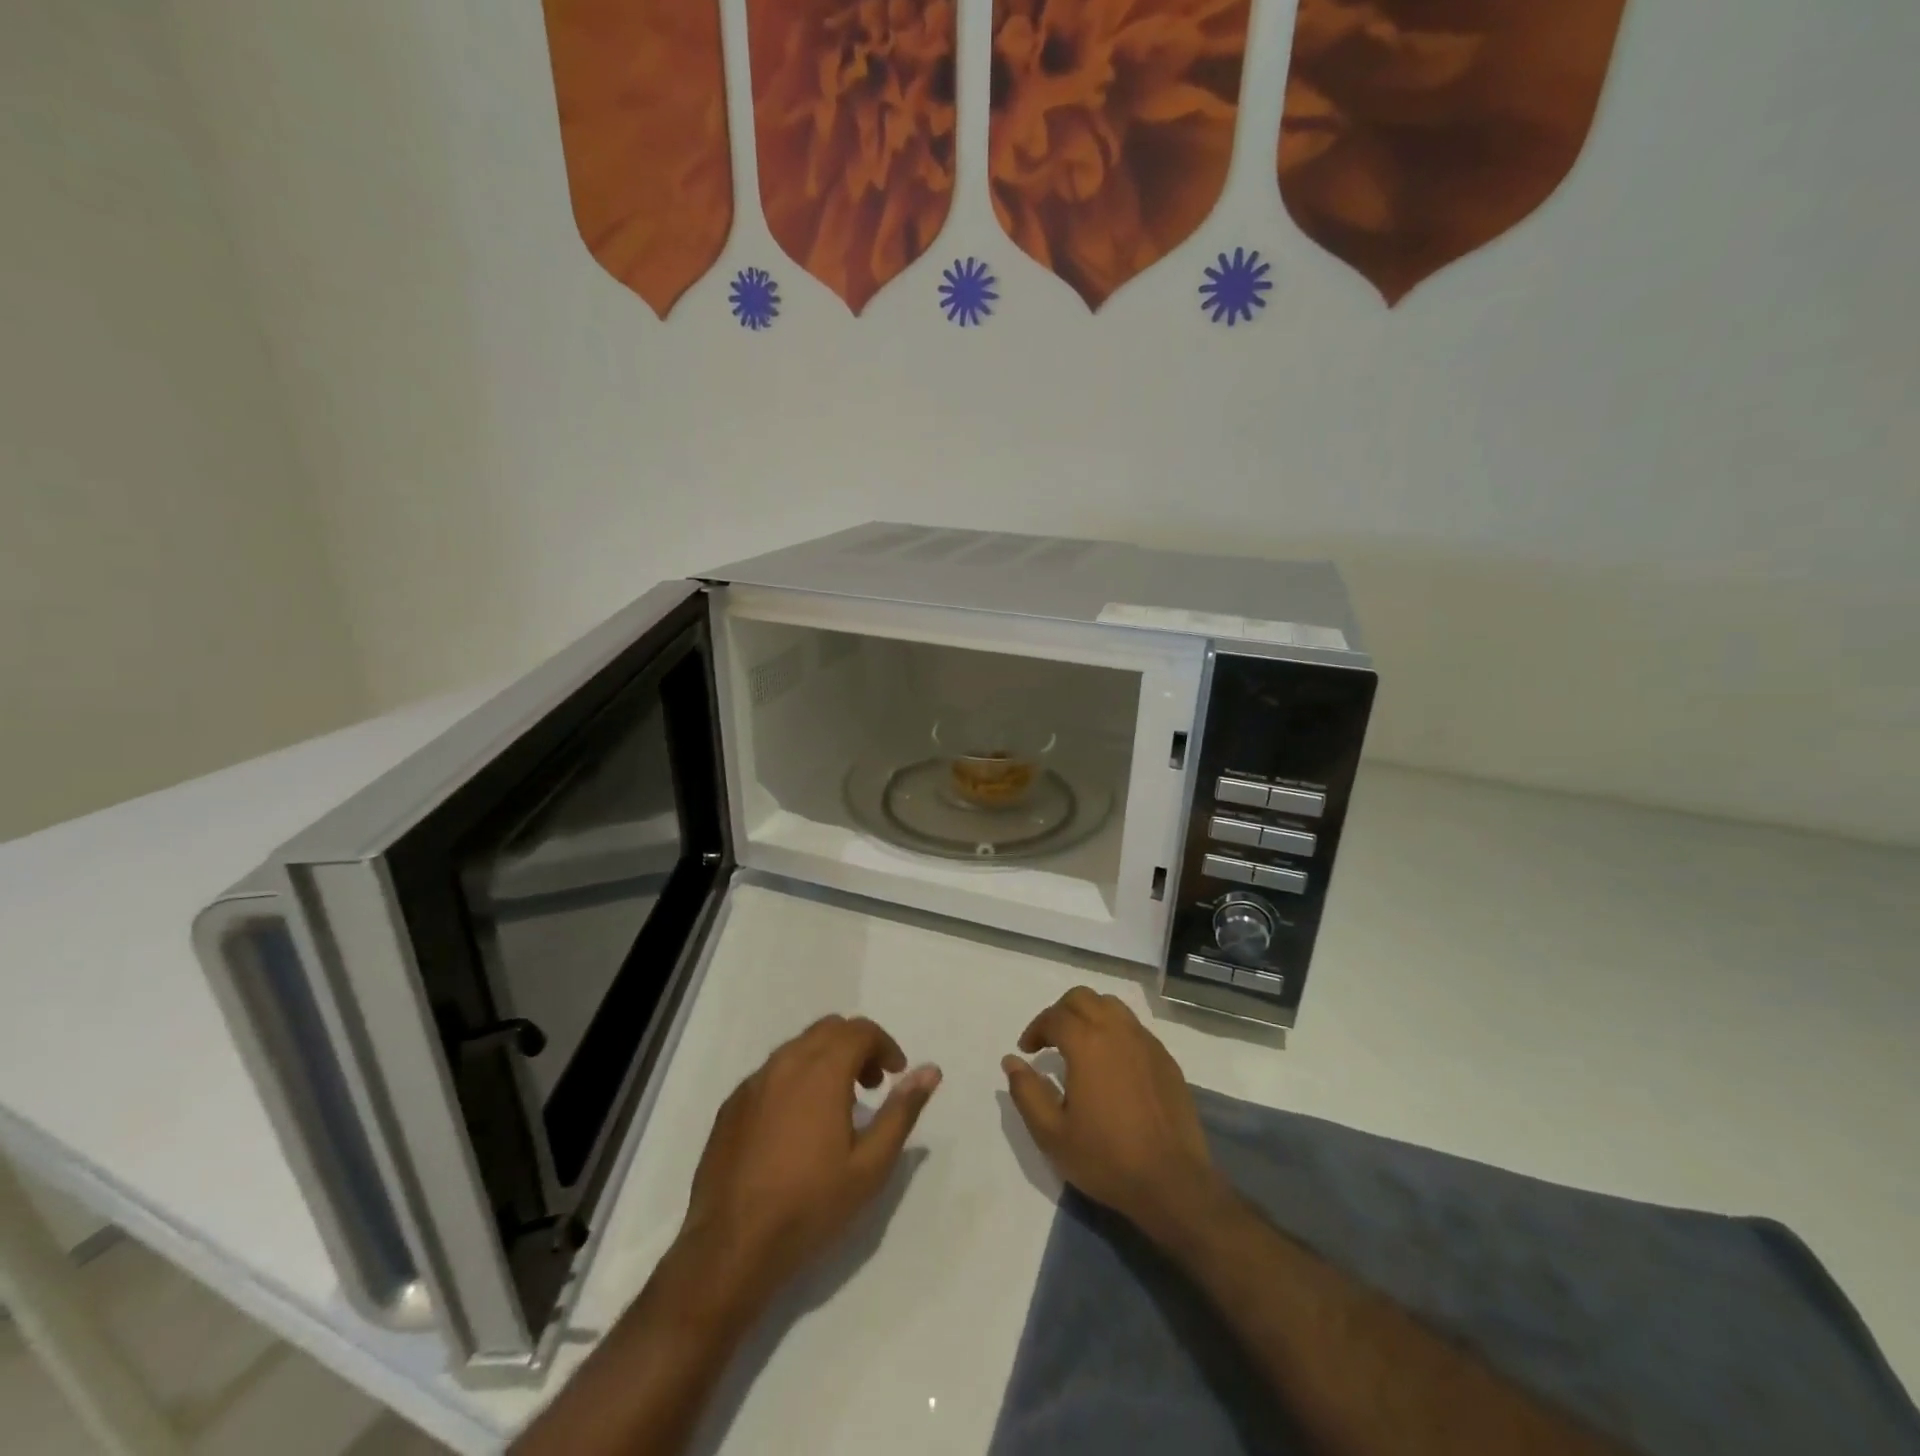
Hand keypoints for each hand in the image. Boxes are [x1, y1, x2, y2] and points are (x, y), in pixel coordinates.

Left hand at [681, 1015, 940, 1299]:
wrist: (731, 1247)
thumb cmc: (810, 1205)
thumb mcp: (870, 1165)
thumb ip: (902, 1111)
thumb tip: (930, 1071)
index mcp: (821, 1070)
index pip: (860, 1030)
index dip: (885, 1045)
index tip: (895, 1074)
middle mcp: (785, 1062)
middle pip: (829, 1029)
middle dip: (857, 1046)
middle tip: (871, 1085)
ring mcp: (753, 1082)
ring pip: (798, 1047)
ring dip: (825, 1059)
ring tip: (837, 1105)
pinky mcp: (732, 1104)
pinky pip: (772, 1072)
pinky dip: (795, 1079)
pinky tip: (797, 1124)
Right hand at [1002, 988, 1221, 1239]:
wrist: (1172, 1182)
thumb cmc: (1106, 1158)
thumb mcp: (1052, 1134)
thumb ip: (1026, 1092)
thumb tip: (1011, 1061)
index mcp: (1087, 1043)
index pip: (1054, 1016)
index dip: (1035, 1029)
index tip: (1027, 1050)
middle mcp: (1117, 1030)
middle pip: (1083, 998)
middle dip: (1060, 1012)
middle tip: (1050, 1040)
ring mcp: (1145, 1042)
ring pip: (1111, 1006)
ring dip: (1089, 1014)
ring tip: (1080, 1044)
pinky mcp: (1165, 1058)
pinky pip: (1133, 1027)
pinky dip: (1114, 1030)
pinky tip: (1111, 1062)